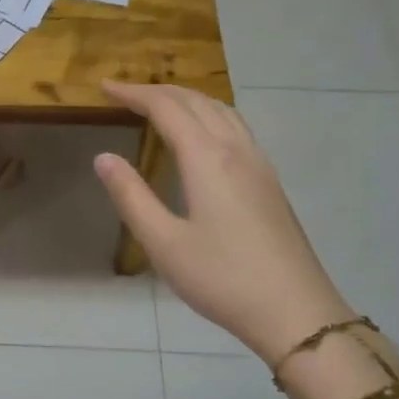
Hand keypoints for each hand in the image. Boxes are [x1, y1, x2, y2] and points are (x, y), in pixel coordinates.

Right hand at [95, 81, 350, 365]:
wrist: (295, 312)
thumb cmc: (222, 278)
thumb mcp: (163, 242)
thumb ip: (131, 196)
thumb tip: (104, 157)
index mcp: (207, 158)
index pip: (166, 109)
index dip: (134, 93)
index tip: (104, 87)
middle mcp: (236, 150)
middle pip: (197, 102)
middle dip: (159, 91)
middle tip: (125, 92)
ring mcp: (259, 165)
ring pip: (222, 111)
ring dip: (188, 99)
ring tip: (160, 105)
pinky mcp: (270, 183)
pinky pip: (236, 128)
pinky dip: (209, 115)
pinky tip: (203, 136)